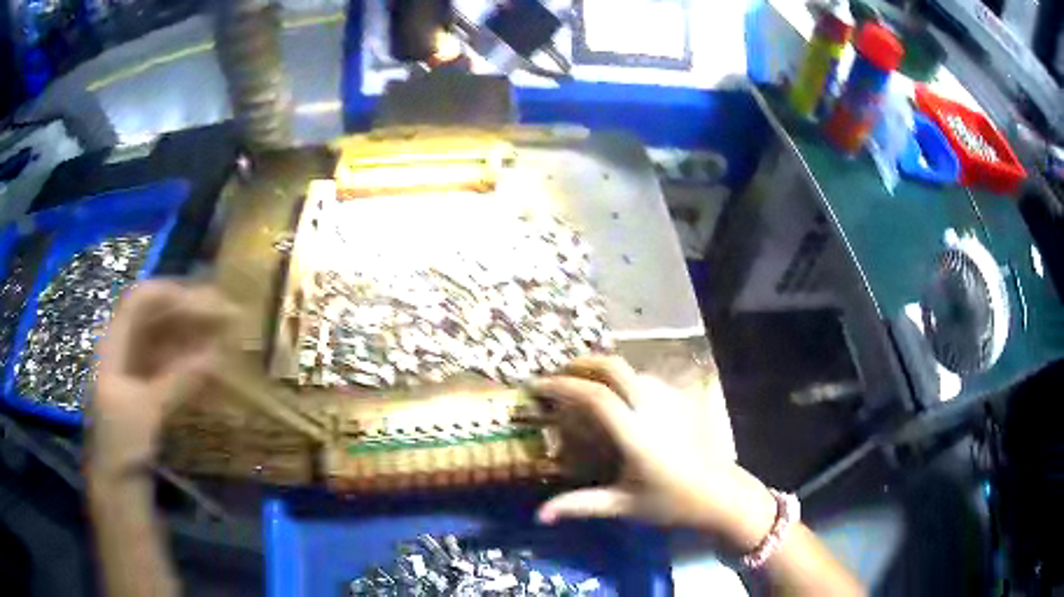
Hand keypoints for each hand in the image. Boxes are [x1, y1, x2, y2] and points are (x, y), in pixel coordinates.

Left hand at [88, 281, 234, 477]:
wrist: (117, 484)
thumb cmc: (122, 443)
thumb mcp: (147, 411)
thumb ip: (178, 380)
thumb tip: (215, 356)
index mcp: (114, 343)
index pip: (141, 299)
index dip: (172, 293)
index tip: (206, 301)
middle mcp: (124, 347)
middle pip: (156, 315)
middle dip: (188, 310)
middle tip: (224, 316)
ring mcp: (135, 367)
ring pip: (165, 337)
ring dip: (192, 333)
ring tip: (223, 335)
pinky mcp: (147, 388)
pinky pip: (169, 362)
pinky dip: (189, 359)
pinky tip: (210, 364)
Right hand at [533, 356, 777, 551]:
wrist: (720, 494)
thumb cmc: (671, 502)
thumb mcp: (623, 506)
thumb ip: (580, 506)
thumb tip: (539, 516)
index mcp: (635, 434)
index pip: (595, 396)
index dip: (563, 386)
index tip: (538, 386)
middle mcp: (652, 408)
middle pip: (614, 367)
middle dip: (582, 363)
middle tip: (558, 374)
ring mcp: (670, 401)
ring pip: (632, 370)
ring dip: (604, 369)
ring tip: (584, 384)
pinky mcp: (682, 400)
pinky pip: (646, 378)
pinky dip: (624, 378)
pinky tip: (618, 396)